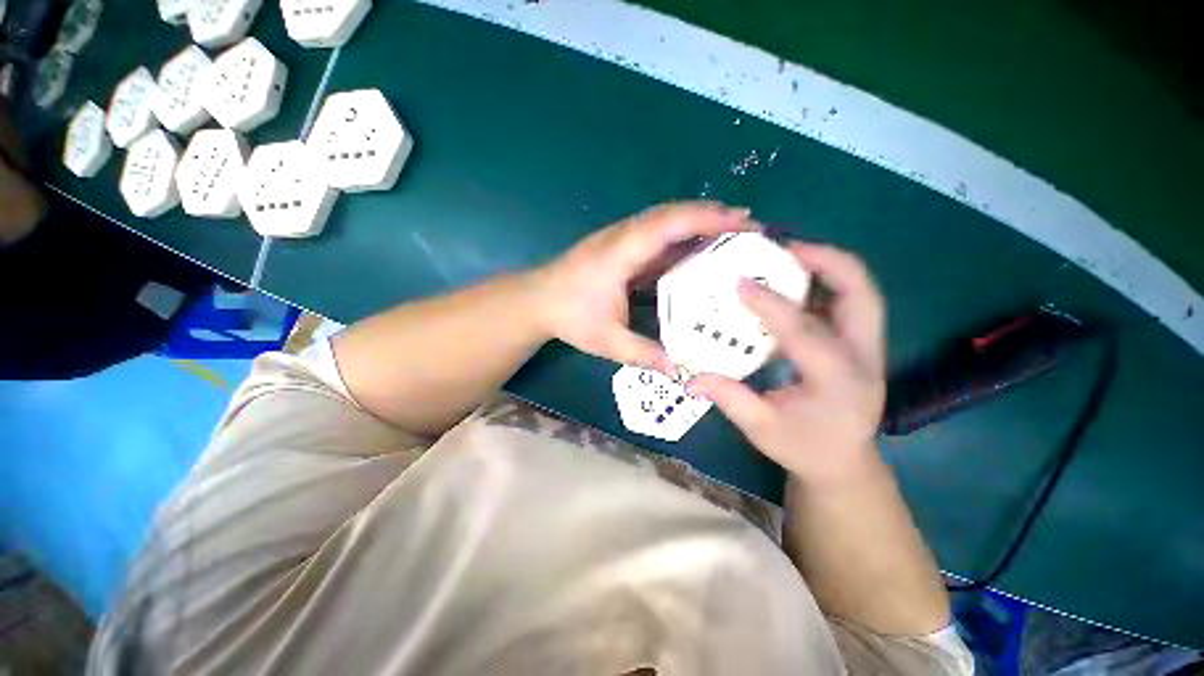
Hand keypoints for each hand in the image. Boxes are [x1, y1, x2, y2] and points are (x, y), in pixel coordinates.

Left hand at [533, 202, 753, 371]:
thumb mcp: (606, 340)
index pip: (668, 225)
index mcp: (620, 253)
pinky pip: (656, 235)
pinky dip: (682, 237)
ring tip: (733, 232)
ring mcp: (621, 239)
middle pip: (671, 214)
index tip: (742, 221)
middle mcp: (623, 237)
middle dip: (711, 215)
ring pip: (664, 220)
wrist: (536, 300)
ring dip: (698, 222)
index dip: (706, 219)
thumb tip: (681, 372)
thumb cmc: (568, 316)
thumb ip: (643, 354)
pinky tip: (698, 249)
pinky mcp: (621, 247)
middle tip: (749, 225)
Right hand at [690, 244, 886, 485]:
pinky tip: (796, 282)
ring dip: (829, 266)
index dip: (770, 304)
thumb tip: (690, 377)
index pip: (804, 332)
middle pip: (861, 294)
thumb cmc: (803, 447)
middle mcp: (863, 357)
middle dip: (825, 262)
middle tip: (783, 249)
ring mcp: (869, 348)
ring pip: (862, 292)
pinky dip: (827, 282)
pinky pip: (850, 301)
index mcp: (838, 381)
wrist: (843, 462)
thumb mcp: (761, 429)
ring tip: (790, 255)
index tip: (740, 283)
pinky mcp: (863, 344)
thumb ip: (729, 398)